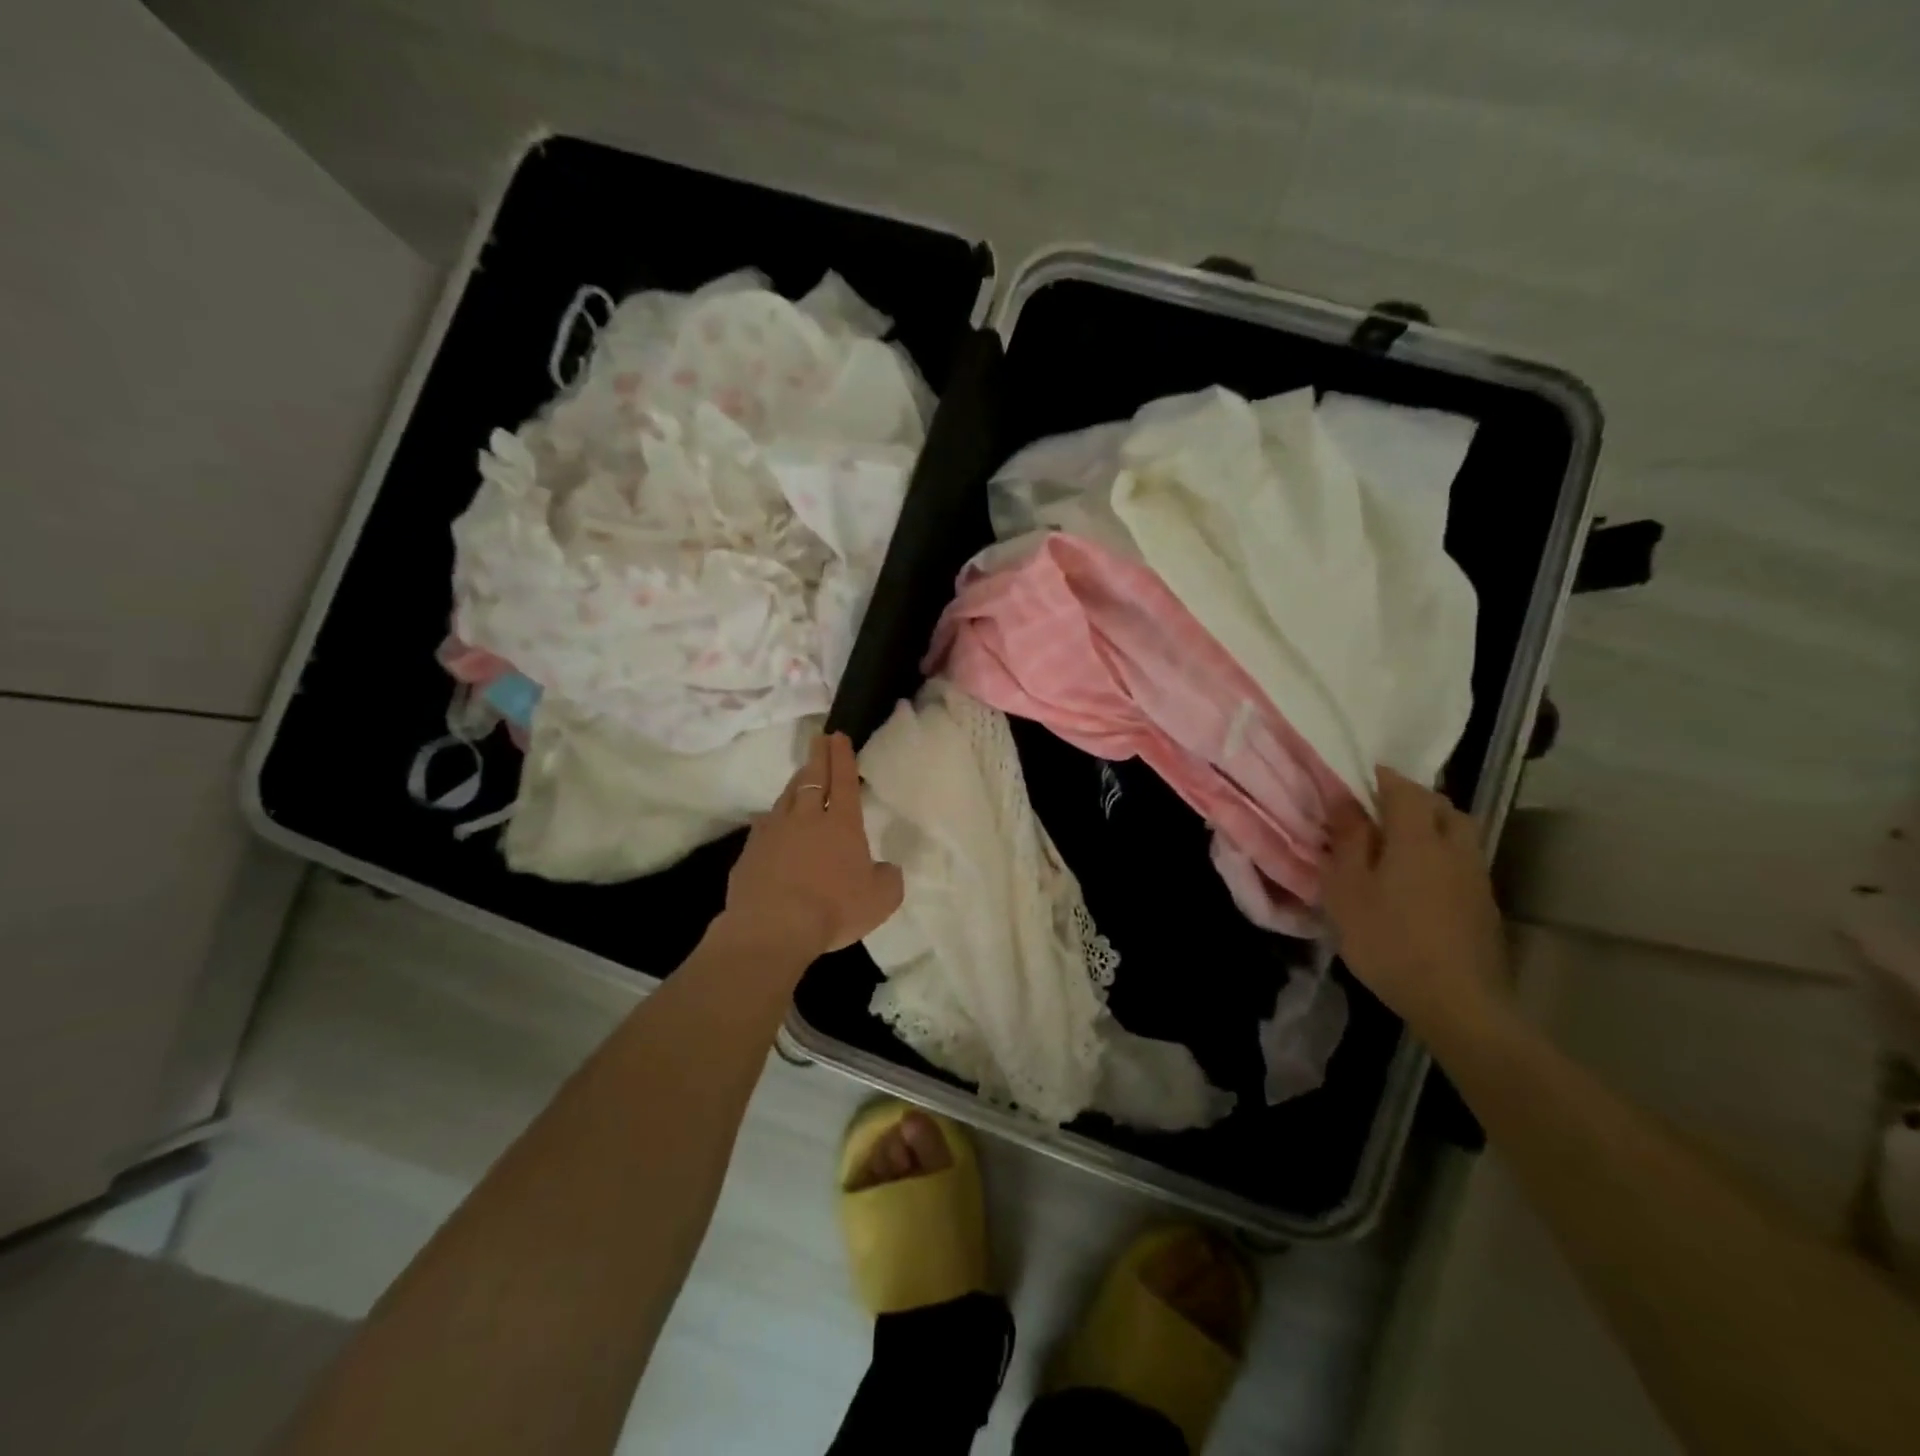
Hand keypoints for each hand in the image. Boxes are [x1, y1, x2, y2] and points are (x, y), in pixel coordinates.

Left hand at [720, 732, 904, 959]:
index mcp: (842, 824)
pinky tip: (771, 820)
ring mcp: (774, 832)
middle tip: (819, 738)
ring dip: (796, 782)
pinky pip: (764, 825)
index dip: (843, 758)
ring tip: (801, 774)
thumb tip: (887, 868)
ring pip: (787, 797)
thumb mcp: (881, 899)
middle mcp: (807, 818)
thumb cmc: (834, 909)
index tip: (839, 737)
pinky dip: (773, 817)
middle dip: (818, 756)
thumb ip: (888, 879)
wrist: (773, 927)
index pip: (845, 781)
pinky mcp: (750, 851)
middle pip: (813, 779)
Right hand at [1323, 767, 1510, 1040]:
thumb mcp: (1347, 889)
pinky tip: (1421, 878)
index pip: (1404, 790)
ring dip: (1434, 826)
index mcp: (1417, 838)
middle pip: (1443, 807)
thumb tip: (1343, 799)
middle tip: (1382, 808)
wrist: (1457, 1001)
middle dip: (1414, 798)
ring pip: (1459, 833)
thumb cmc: (1388, 940)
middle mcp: (1454, 848)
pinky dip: (1443, 854)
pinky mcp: (1484, 905)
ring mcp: (1475, 877)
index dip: (1383, 778)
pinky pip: (1463, 861)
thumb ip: (1348, 841)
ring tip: (1402, 842)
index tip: (1361, 776)